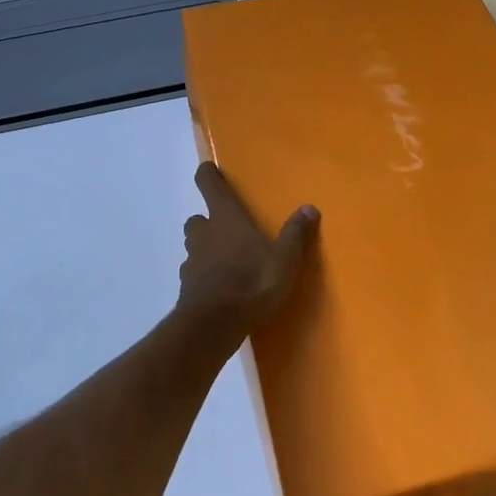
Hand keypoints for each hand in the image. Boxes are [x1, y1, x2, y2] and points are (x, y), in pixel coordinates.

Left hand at [178, 163, 318, 326]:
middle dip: (208, 222)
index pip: (209, 185)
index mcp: (226, 218)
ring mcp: (191, 262)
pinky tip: (220, 289)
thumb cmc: (251, 281)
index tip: (208, 170)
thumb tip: (309, 207)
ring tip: (226, 261)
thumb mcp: (284, 259)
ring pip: (194, 247)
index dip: (208, 175)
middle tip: (227, 229)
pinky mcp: (187, 288)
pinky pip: (194, 274)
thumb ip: (295, 234)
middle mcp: (204, 234)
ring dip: (205, 249)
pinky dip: (204, 277)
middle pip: (197, 219)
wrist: (213, 325)